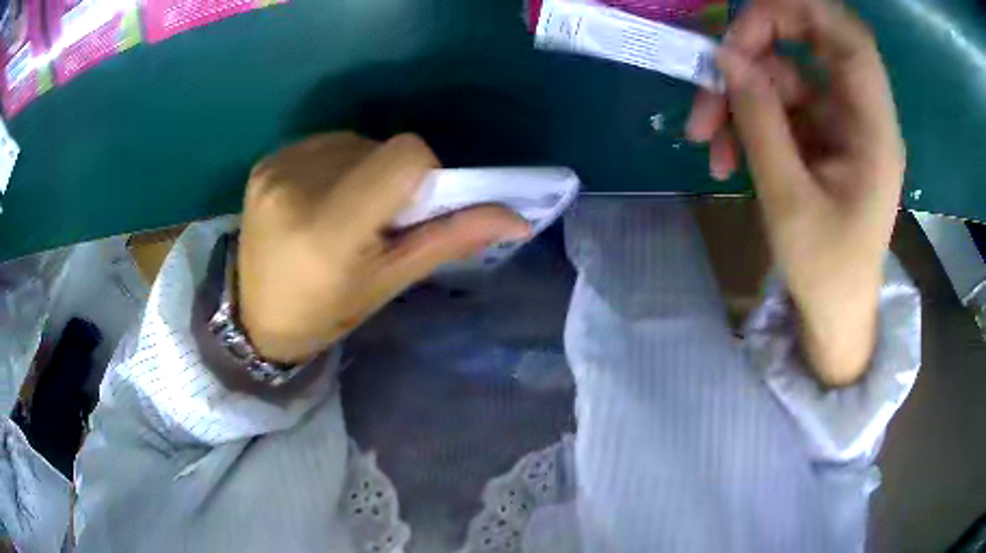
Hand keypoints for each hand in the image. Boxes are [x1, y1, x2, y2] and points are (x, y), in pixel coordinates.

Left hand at [238, 133, 530, 362]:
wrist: (256, 318)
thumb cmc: (326, 313)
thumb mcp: (389, 282)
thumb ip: (450, 239)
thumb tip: (517, 218)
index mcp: (330, 228)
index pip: (404, 157)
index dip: (425, 173)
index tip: (413, 208)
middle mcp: (298, 186)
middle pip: (381, 147)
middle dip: (393, 178)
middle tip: (374, 220)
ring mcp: (276, 169)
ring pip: (355, 142)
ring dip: (364, 169)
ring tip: (343, 212)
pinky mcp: (266, 162)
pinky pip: (325, 144)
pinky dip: (337, 165)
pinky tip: (319, 200)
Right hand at [686, 0, 905, 385]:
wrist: (835, 313)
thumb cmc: (826, 272)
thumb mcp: (789, 201)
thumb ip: (761, 123)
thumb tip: (727, 60)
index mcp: (873, 129)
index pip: (846, 36)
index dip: (798, 12)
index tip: (745, 27)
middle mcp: (859, 114)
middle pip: (809, 42)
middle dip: (755, 49)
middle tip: (713, 74)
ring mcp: (838, 123)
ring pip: (783, 75)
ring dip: (739, 96)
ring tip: (705, 141)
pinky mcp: (820, 136)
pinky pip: (778, 105)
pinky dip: (746, 121)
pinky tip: (722, 155)